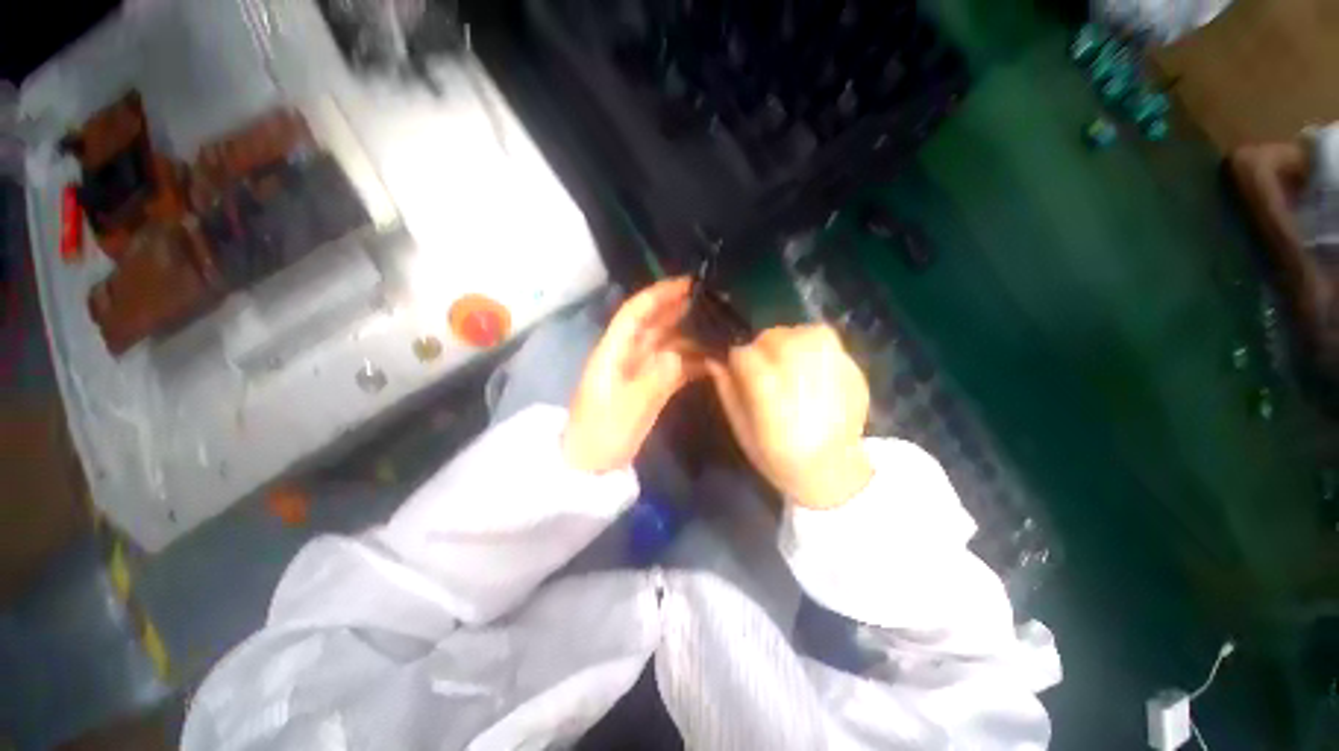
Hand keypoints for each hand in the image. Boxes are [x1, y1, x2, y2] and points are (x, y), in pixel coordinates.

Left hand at [563, 278, 703, 472]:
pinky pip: (674, 366)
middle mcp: (627, 355)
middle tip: (714, 301)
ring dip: (691, 336)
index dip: (659, 295)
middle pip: (654, 324)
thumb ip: (653, 379)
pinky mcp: (650, 387)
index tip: (688, 284)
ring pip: (668, 344)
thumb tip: (680, 355)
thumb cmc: (601, 435)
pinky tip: (713, 361)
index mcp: (613, 352)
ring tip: (721, 330)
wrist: (591, 465)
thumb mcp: (626, 408)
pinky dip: (692, 361)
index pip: (635, 313)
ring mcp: (640, 371)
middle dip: (680, 309)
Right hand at [708, 325, 872, 508]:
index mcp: (772, 399)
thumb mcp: (742, 430)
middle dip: (760, 347)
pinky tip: (807, 362)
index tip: (737, 369)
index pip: (745, 356)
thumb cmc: (778, 456)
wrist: (832, 472)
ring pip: (800, 332)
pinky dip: (811, 341)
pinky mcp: (851, 370)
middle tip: (762, 366)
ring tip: (784, 360)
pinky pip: (827, 338)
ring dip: (786, 341)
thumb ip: (728, 391)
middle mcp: (802, 378)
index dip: (736, 359)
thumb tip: (714, 359)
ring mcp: (832, 372)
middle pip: (773, 337)